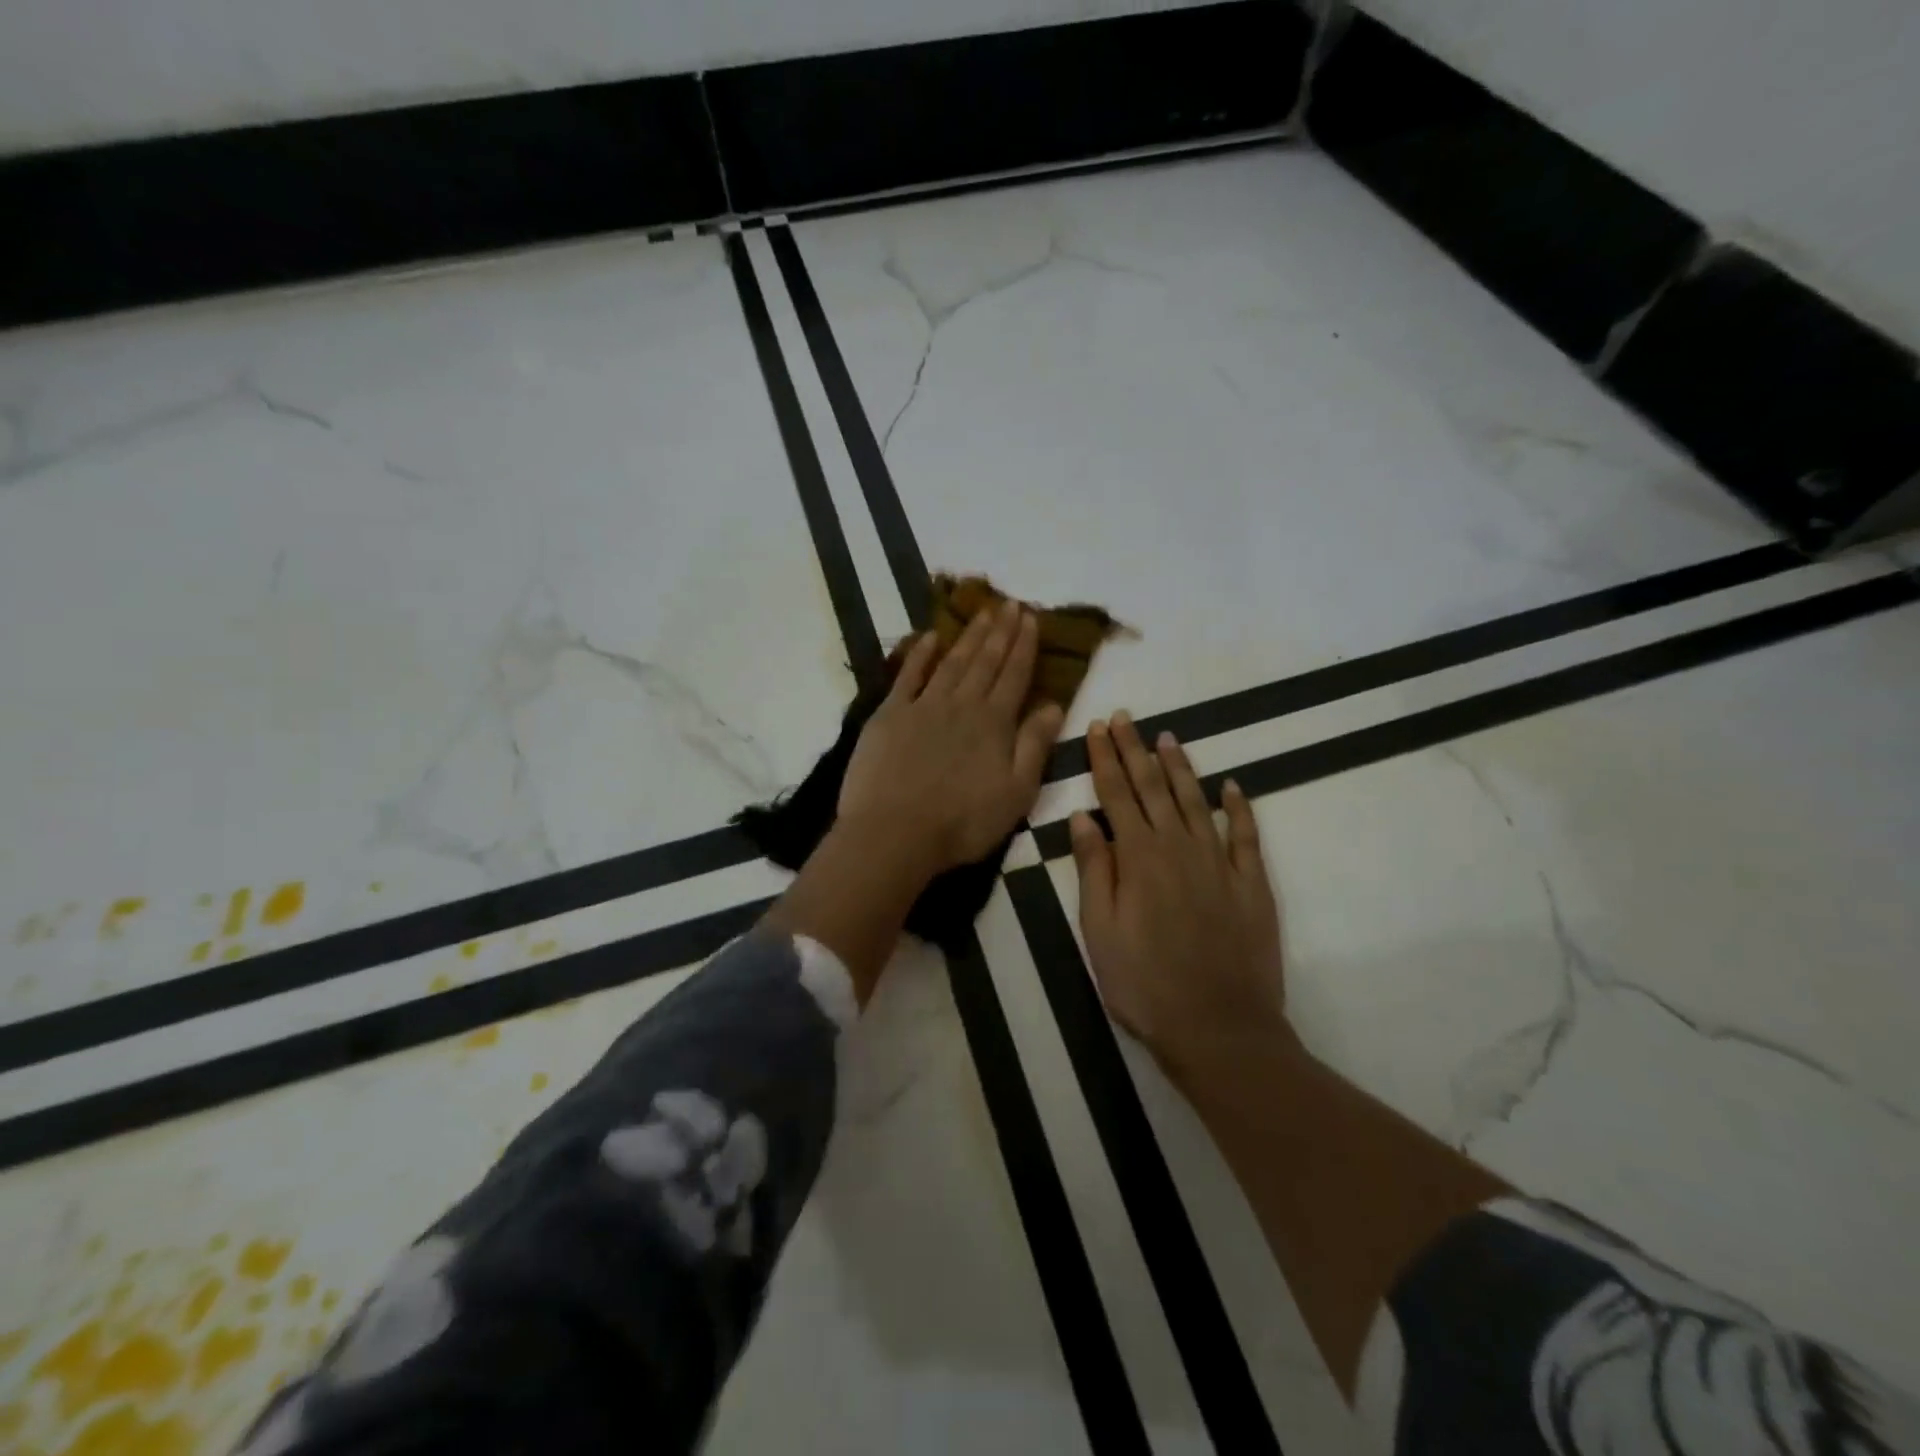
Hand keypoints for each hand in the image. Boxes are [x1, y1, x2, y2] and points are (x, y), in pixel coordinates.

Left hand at [839, 599, 1064, 874]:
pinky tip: (930, 637)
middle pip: (985, 661)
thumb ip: (1035, 745)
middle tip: (1011, 603)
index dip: (1024, 645)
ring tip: (982, 612)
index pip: (1015, 675)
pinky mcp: (889, 715)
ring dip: (969, 636)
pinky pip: (907, 676)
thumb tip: (1054, 704)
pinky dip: (919, 654)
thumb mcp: (1016, 792)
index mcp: (994, 723)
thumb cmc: (962, 822)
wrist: (894, 832)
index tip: (1031, 617)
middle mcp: (961, 705)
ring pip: (952, 662)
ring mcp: (922, 706)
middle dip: (1001, 631)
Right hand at [1070, 713, 1289, 1076]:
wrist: (1219, 1027)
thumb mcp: (1099, 931)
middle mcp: (1178, 847)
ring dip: (1179, 767)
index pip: (1117, 794)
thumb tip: (1084, 817)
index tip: (1098, 727)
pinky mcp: (1251, 883)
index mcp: (1138, 857)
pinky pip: (1244, 834)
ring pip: (1194, 801)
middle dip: (1136, 749)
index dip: (1105, 759)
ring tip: (1167, 738)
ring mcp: (1219, 862)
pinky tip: (1231, 787)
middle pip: (1153, 787)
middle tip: (1126, 718)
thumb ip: (1094, 869)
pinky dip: (1237, 807)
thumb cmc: (1144, 983)